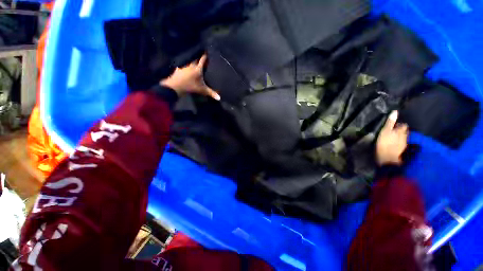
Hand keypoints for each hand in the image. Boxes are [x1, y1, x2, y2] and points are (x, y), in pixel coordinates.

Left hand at [160, 54, 219, 100]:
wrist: (175, 87)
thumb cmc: (191, 87)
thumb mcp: (202, 90)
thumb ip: (211, 93)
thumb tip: (219, 98)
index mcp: (198, 69)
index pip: (202, 60)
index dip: (205, 56)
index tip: (207, 52)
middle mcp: (191, 65)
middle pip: (195, 59)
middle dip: (198, 58)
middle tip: (201, 57)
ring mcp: (184, 66)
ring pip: (189, 61)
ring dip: (191, 61)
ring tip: (194, 61)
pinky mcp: (178, 69)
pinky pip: (182, 65)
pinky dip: (184, 65)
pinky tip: (184, 66)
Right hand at [376, 111, 408, 165]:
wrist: (388, 159)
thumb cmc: (385, 144)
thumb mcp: (385, 131)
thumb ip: (390, 122)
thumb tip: (395, 111)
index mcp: (401, 131)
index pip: (403, 125)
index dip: (399, 125)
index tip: (393, 126)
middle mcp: (405, 137)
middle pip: (404, 132)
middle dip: (400, 131)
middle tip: (392, 132)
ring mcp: (404, 144)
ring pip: (403, 138)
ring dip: (399, 137)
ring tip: (392, 138)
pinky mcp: (401, 151)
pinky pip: (402, 144)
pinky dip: (398, 143)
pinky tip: (393, 145)